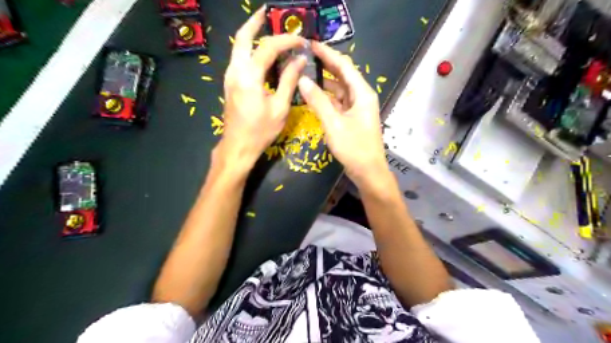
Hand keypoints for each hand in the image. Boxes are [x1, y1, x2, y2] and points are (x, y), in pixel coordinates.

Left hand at [219, 5, 304, 167]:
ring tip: (267, 27)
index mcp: (249, 76)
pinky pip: (239, 58)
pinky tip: (262, 52)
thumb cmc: (260, 131)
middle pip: (243, 37)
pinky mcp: (230, 83)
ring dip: (252, 34)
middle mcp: (235, 70)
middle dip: (256, 22)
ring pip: (239, 46)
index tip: (301, 41)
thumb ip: (289, 80)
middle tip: (269, 13)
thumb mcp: (279, 107)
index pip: (268, 47)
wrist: (238, 146)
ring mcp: (230, 76)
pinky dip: (250, 48)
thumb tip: (299, 60)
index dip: (286, 40)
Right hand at [299, 42, 388, 187]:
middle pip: (343, 75)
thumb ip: (318, 101)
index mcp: (362, 93)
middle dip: (326, 65)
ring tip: (307, 74)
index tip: (311, 44)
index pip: (344, 66)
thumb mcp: (333, 123)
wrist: (368, 171)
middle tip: (306, 57)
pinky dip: (327, 98)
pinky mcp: (353, 118)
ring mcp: (358, 108)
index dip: (328, 53)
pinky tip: (314, 96)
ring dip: (325, 82)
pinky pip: (339, 103)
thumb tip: (303, 80)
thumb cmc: (353, 147)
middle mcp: (362, 96)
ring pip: (340, 90)